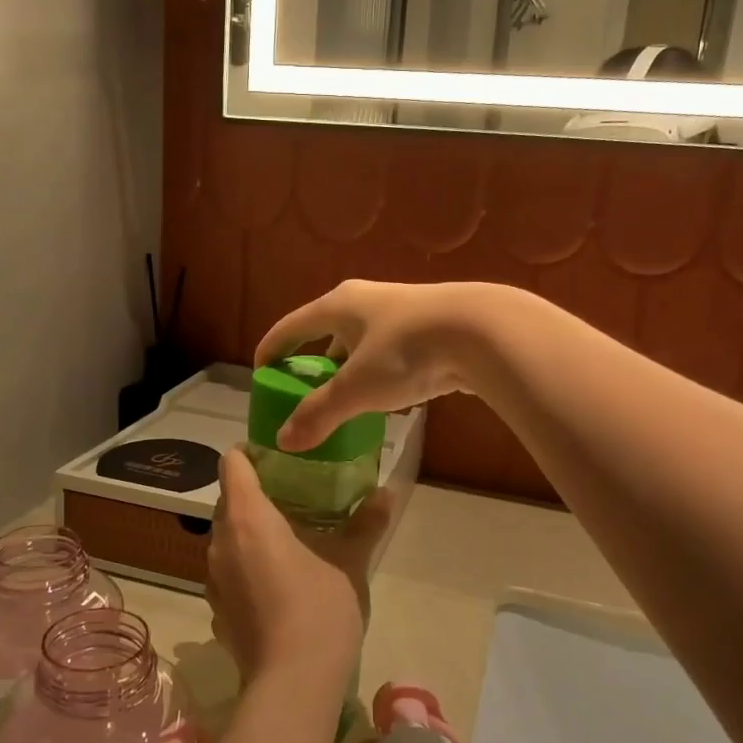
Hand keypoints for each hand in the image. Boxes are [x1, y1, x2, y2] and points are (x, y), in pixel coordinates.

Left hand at [207, 448, 395, 685]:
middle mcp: (220, 542)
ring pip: (226, 537)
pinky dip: (247, 564)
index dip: (251, 453)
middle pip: (229, 500)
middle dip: (256, 493)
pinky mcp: (217, 610)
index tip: (280, 457)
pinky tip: (277, 580)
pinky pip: (228, 571)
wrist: (293, 685)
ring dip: (250, 531)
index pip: (232, 464)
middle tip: (295, 494)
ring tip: (289, 536)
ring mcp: (213, 579)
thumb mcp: (350, 561)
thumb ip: (366, 522)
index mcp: (247, 518)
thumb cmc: (320, 608)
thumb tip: (387, 493)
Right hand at [256, 280, 512, 451]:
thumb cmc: (406, 351)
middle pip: (327, 331)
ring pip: (362, 343)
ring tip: (342, 398)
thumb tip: (284, 441)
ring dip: (348, 368)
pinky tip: (384, 395)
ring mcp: (401, 312)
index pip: (292, 325)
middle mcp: (366, 302)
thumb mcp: (356, 387)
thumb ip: (319, 413)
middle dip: (313, 360)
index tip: (260, 372)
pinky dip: (377, 372)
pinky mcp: (429, 328)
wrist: (482, 332)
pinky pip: (390, 352)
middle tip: (302, 390)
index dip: (272, 348)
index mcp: (339, 306)